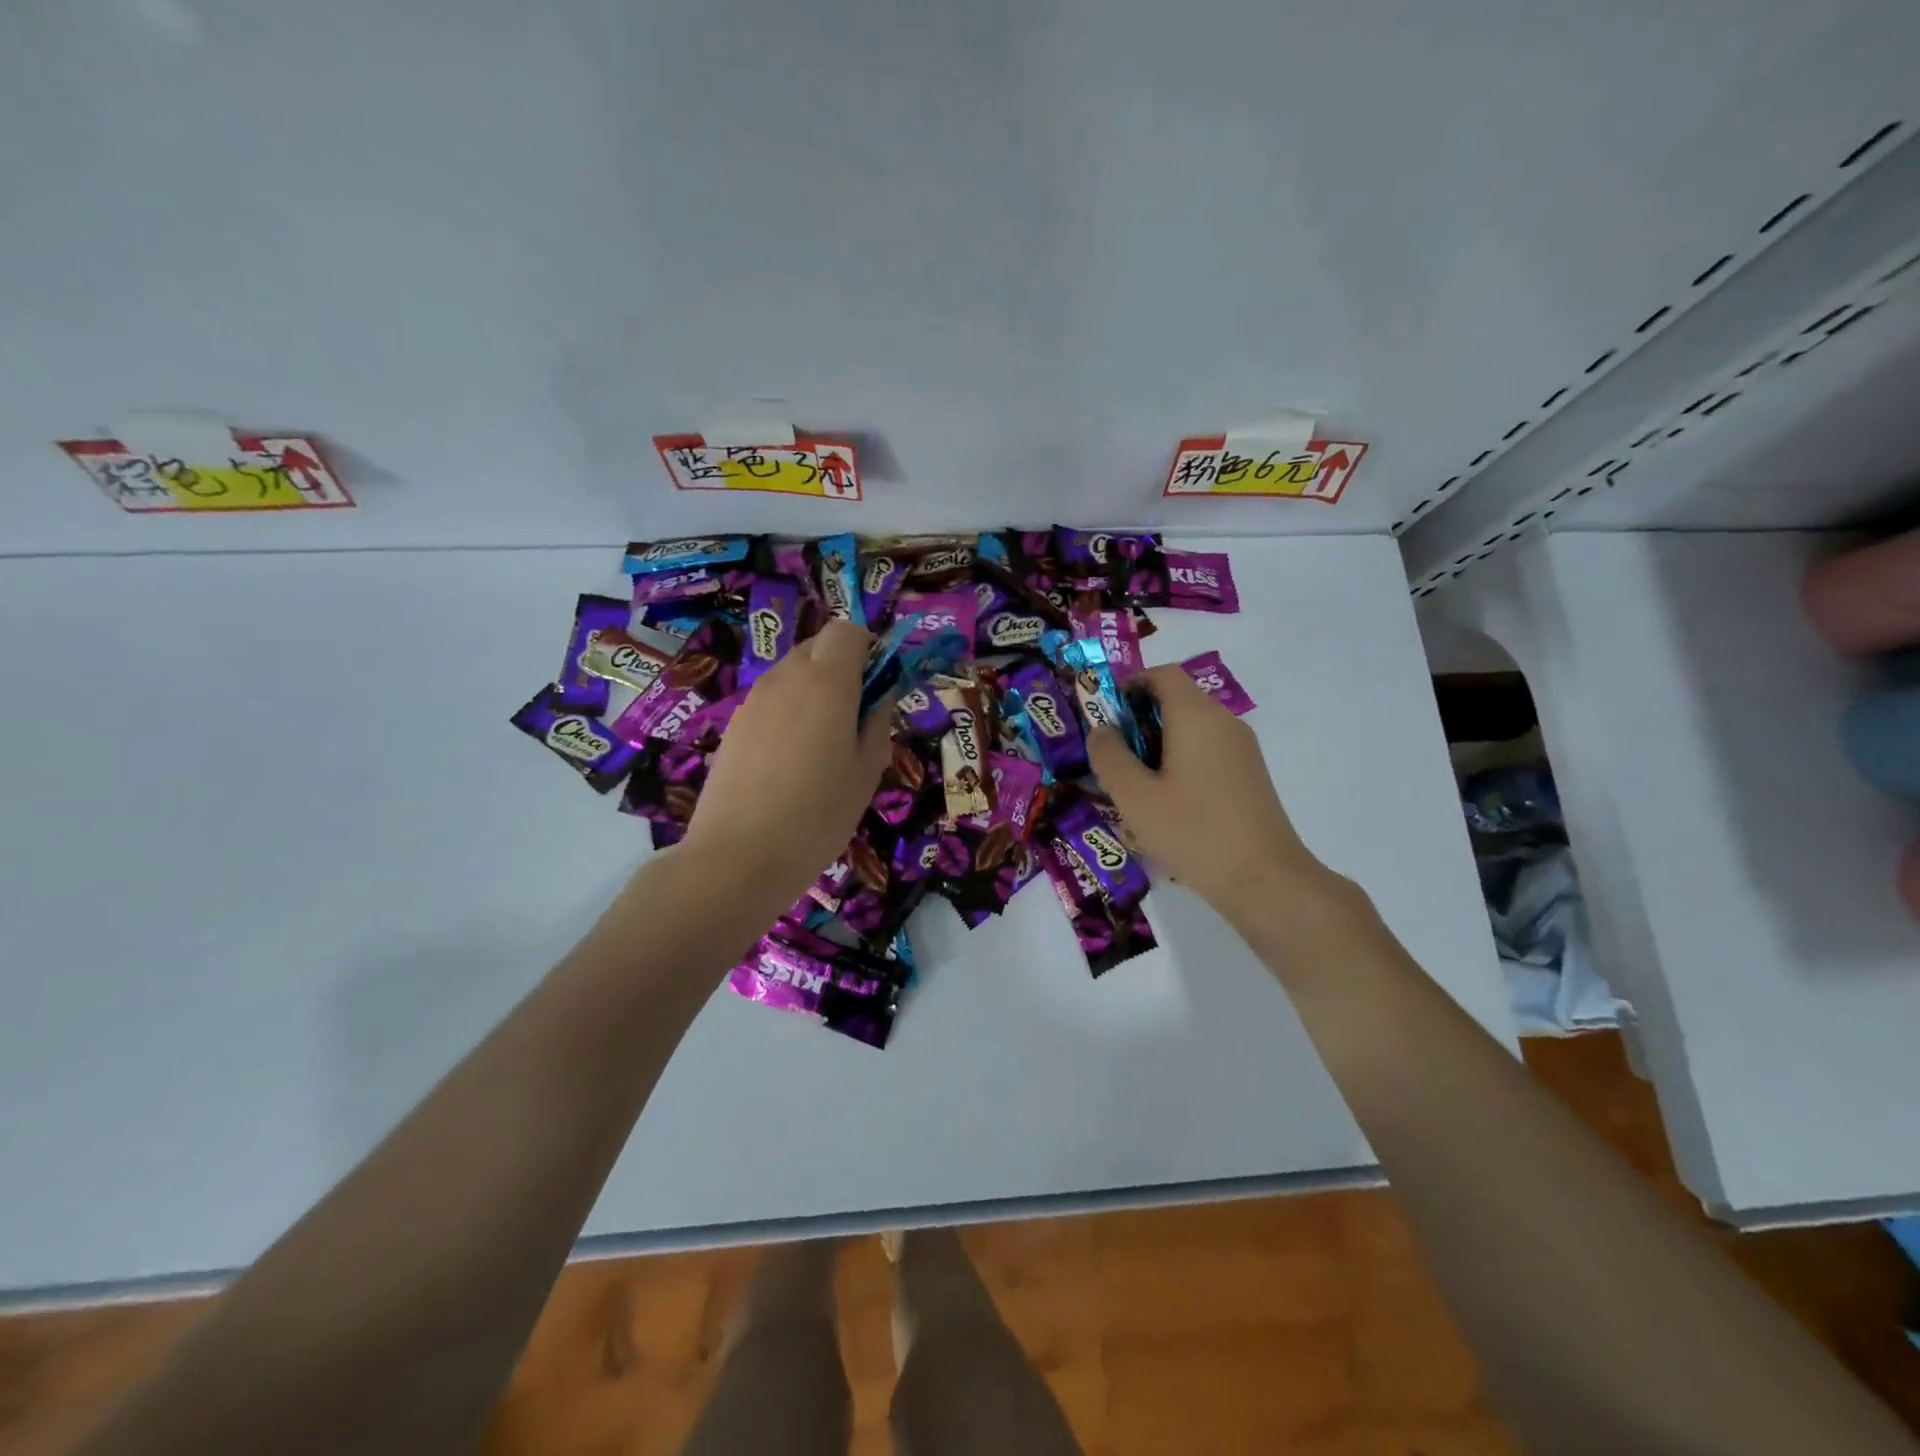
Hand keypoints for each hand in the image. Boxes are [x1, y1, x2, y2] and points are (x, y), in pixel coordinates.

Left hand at [680, 620, 893, 912]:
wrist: (737, 858)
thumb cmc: (818, 816)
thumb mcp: (867, 773)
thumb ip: (877, 723)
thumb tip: (880, 696)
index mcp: (827, 682)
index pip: (847, 630)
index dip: (867, 648)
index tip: (877, 686)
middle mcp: (786, 677)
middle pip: (818, 647)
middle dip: (842, 668)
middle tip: (855, 718)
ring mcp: (753, 700)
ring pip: (792, 674)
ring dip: (814, 692)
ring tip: (822, 747)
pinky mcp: (733, 725)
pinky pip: (771, 701)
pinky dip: (788, 714)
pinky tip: (789, 764)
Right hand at [1087, 665, 1337, 931]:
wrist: (1264, 880)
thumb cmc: (1192, 831)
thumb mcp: (1134, 796)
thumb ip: (1109, 756)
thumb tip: (1101, 731)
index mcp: (1196, 716)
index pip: (1163, 674)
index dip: (1130, 684)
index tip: (1104, 714)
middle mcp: (1224, 722)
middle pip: (1177, 700)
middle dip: (1139, 720)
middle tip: (1112, 756)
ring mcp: (1242, 750)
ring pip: (1191, 729)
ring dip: (1158, 745)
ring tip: (1133, 785)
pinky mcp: (1249, 776)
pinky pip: (1207, 752)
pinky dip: (1180, 762)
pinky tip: (1166, 804)